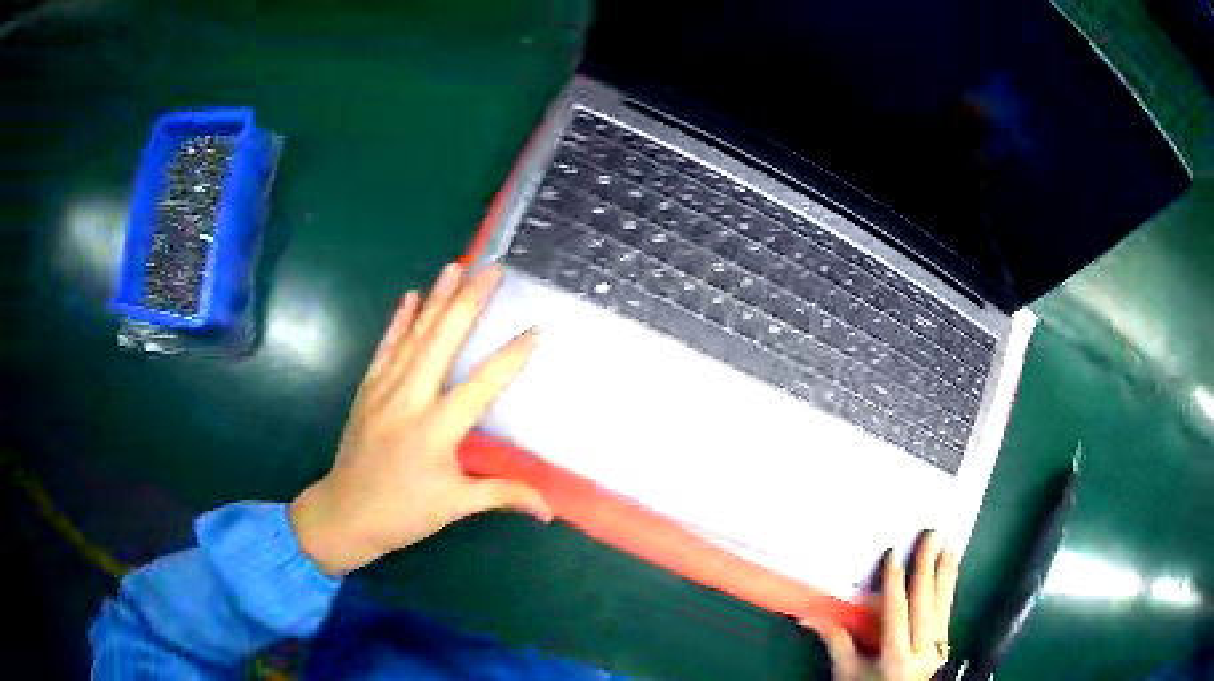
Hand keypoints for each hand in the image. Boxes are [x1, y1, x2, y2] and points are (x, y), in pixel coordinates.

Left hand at [289, 263, 551, 575]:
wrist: (345, 512)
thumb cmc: (404, 512)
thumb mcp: (455, 506)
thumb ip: (503, 495)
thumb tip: (549, 509)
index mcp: (436, 428)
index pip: (482, 383)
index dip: (511, 356)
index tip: (536, 330)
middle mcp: (410, 398)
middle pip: (443, 340)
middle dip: (469, 301)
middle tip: (492, 270)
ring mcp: (384, 388)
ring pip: (414, 334)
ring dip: (436, 298)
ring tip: (456, 267)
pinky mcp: (368, 388)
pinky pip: (386, 346)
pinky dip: (399, 320)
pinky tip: (410, 297)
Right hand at [802, 532, 957, 680]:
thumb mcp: (847, 673)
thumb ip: (836, 643)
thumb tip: (809, 616)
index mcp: (896, 659)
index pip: (896, 616)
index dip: (894, 586)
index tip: (894, 555)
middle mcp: (922, 651)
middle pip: (926, 605)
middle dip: (927, 568)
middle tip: (931, 535)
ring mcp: (938, 649)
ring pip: (942, 605)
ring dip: (945, 574)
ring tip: (947, 546)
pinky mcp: (944, 645)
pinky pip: (947, 611)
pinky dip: (950, 588)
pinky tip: (952, 570)